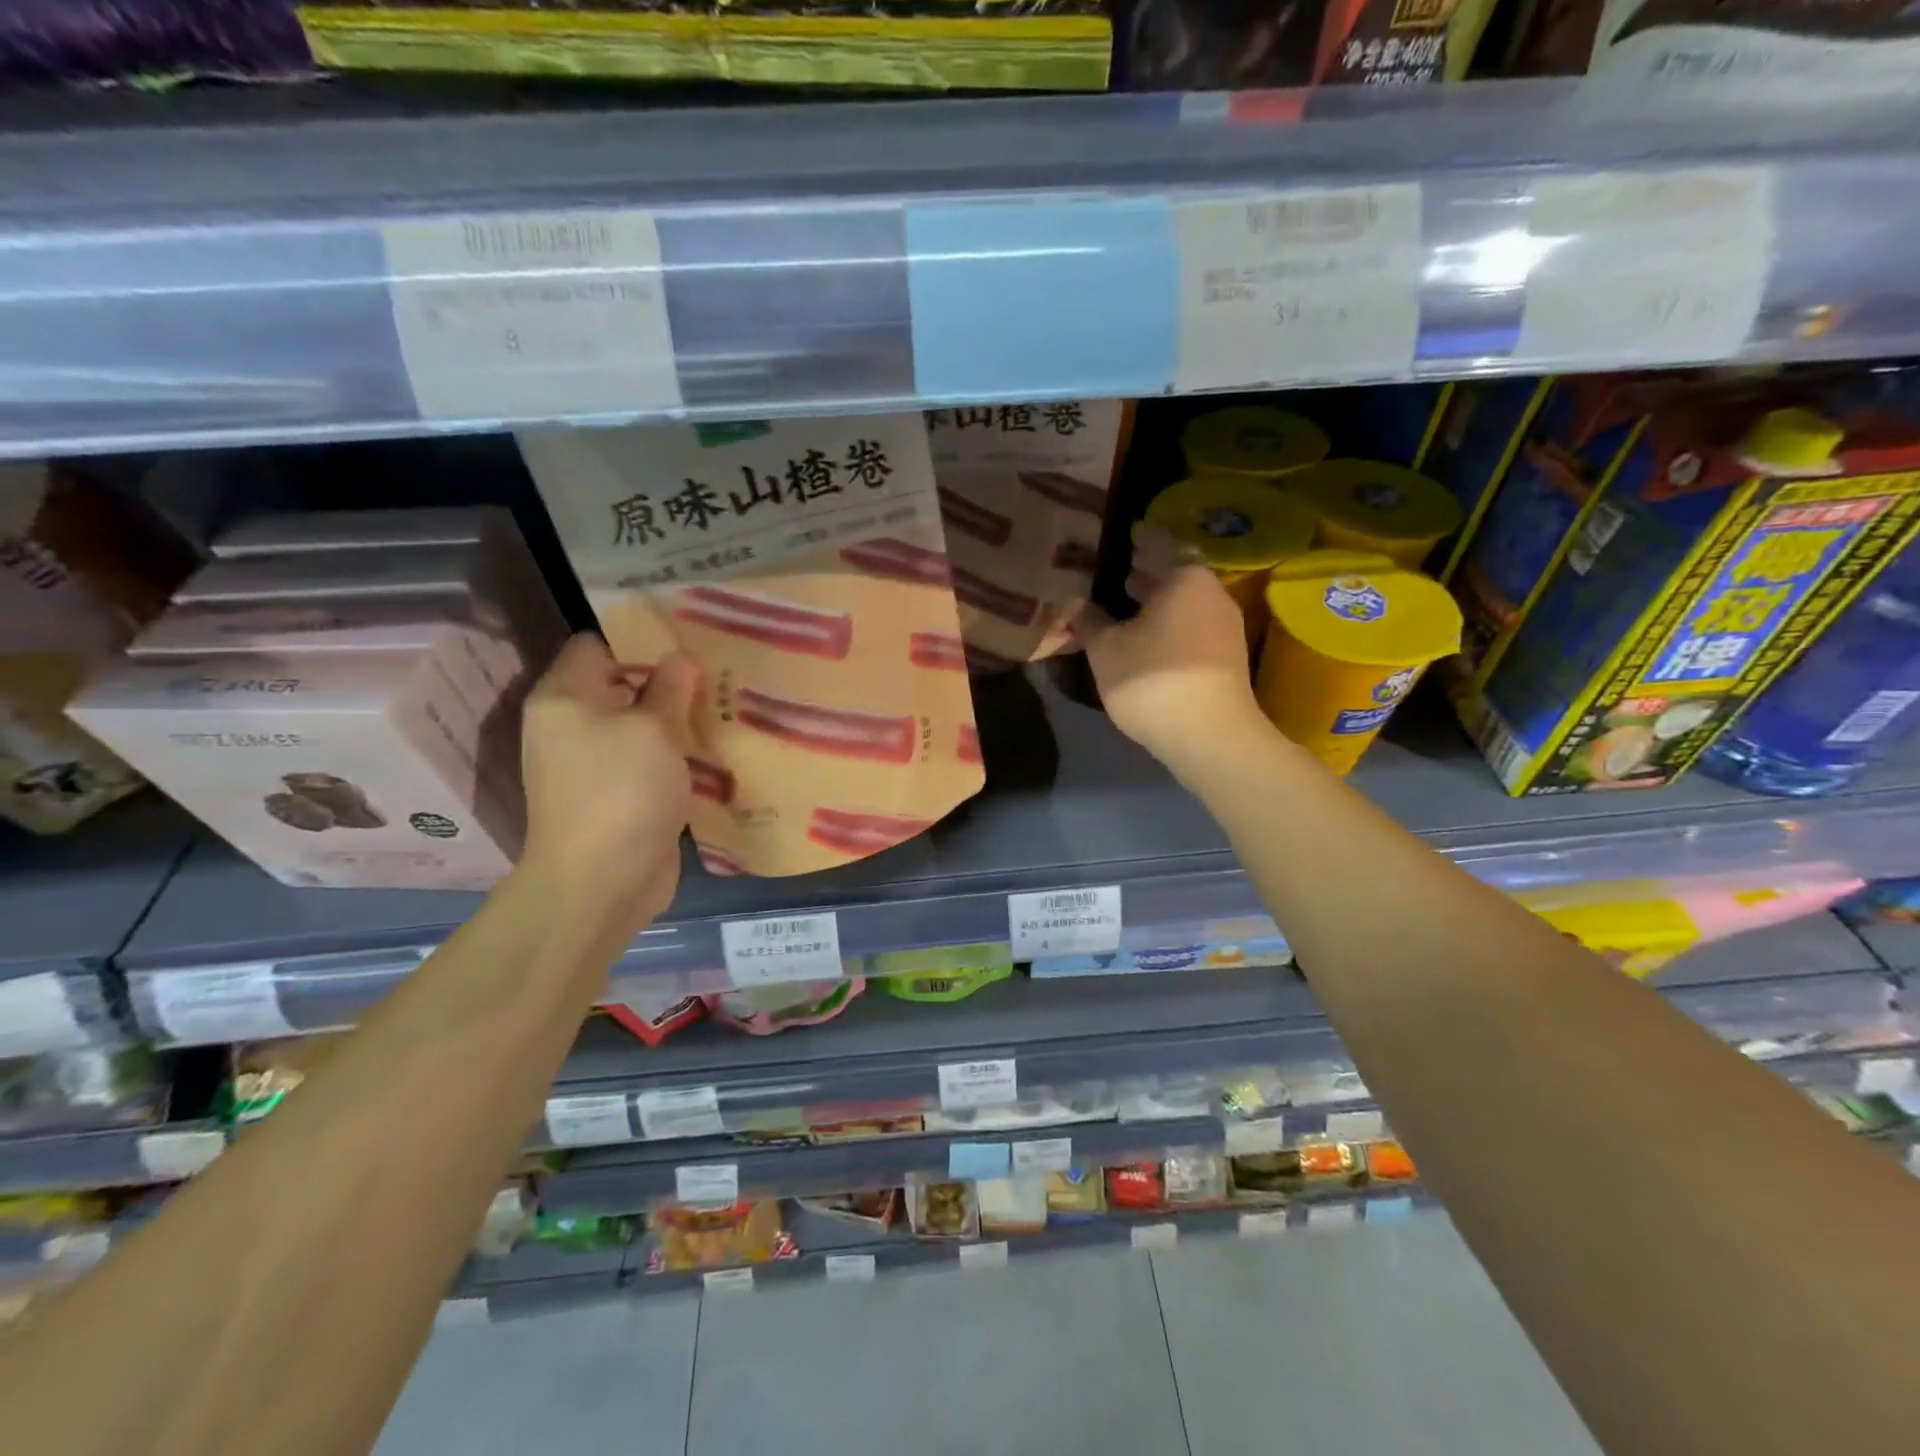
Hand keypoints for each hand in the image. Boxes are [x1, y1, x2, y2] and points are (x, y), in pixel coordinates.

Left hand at [518, 634, 702, 930]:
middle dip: (667, 678)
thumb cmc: (621, 790)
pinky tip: (714, 745)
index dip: (640, 635)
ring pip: (639, 726)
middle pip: (621, 685)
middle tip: (717, 667)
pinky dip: (675, 753)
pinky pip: (649, 760)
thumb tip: (679, 658)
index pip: (597, 645)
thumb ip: (669, 689)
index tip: (688, 635)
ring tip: (724, 702)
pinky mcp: (618, 795)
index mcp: (563, 699)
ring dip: (676, 718)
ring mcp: (593, 764)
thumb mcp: (653, 729)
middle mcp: (570, 726)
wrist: (603, 881)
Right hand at [1081, 528, 1267, 773]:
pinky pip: (1191, 625)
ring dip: (1159, 599)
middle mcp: (1212, 594)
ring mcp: (1224, 627)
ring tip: (1128, 600)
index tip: (1128, 532)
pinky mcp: (1226, 658)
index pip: (1161, 544)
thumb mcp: (1106, 649)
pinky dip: (1169, 622)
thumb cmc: (1153, 679)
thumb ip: (1090, 621)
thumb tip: (1077, 605)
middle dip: (1150, 571)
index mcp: (1185, 578)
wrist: (1210, 735)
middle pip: (1178, 573)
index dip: (1142, 538)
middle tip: (1121, 567)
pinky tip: (1146, 635)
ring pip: (1186, 602)